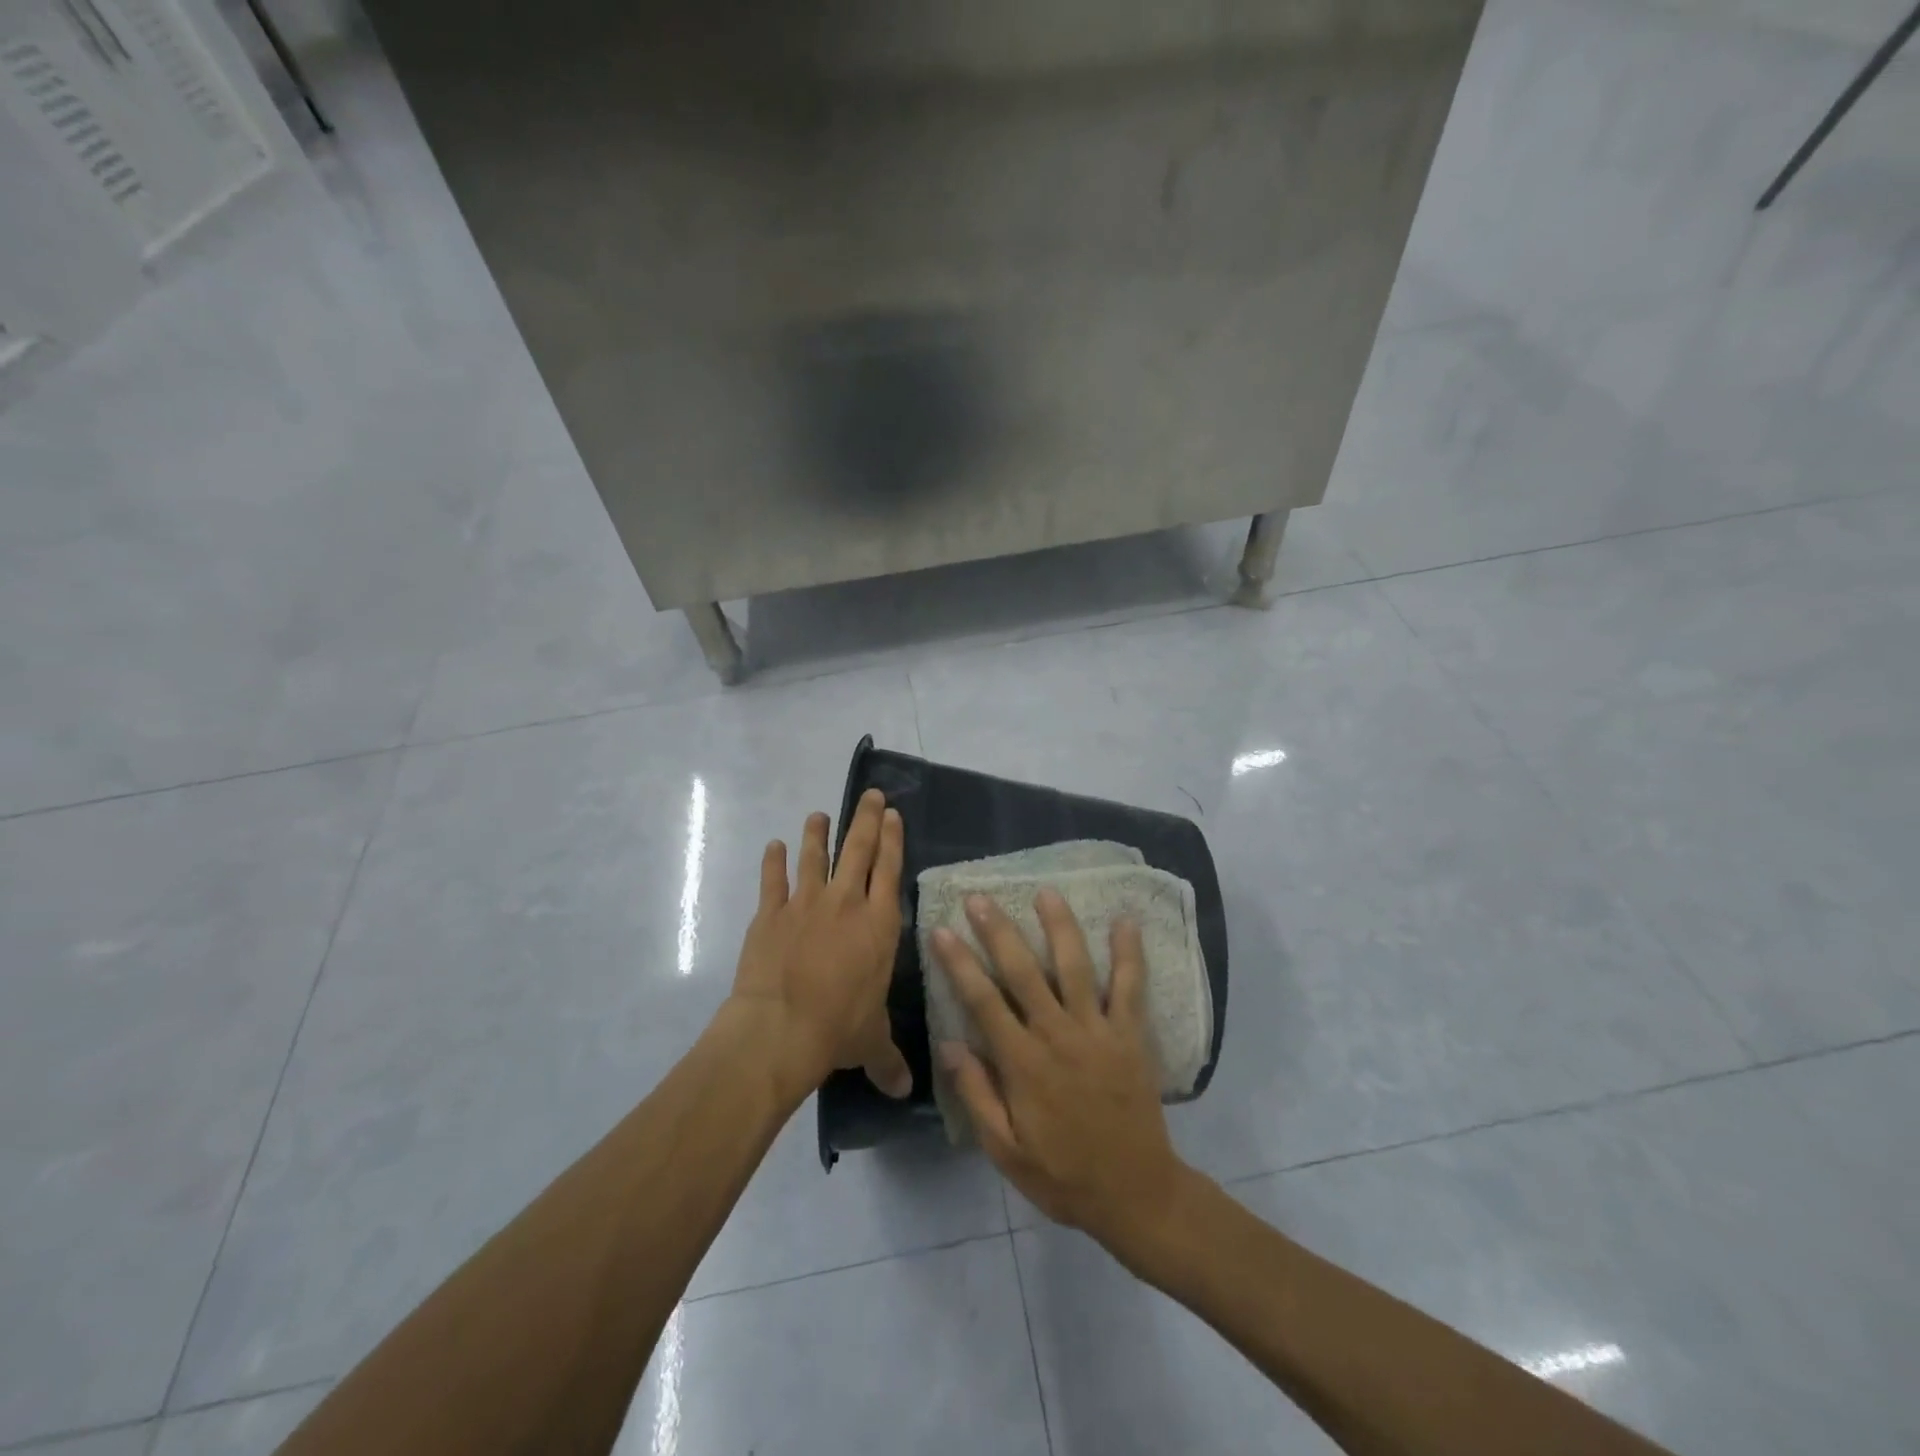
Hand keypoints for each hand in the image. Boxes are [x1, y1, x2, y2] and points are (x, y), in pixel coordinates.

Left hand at [728, 789, 912, 1101]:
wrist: (780, 1028)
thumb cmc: (837, 1028)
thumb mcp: (870, 1043)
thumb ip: (888, 1060)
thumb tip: (906, 1092)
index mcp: (879, 925)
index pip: (890, 870)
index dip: (892, 839)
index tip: (892, 814)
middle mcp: (847, 903)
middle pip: (858, 849)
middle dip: (866, 819)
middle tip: (870, 794)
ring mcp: (806, 903)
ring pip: (814, 856)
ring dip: (817, 832)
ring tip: (819, 813)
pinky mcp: (770, 913)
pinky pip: (773, 879)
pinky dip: (772, 861)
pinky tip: (772, 845)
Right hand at [933, 891, 1194, 1266]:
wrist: (1135, 1194)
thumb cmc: (1063, 1174)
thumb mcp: (1005, 1149)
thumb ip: (976, 1095)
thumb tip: (946, 1044)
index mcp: (1023, 1063)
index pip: (983, 1001)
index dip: (959, 963)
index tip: (942, 930)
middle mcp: (1057, 1035)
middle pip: (1023, 972)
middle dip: (998, 931)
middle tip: (980, 897)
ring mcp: (1098, 1030)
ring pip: (1074, 967)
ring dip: (1059, 927)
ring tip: (1046, 892)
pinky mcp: (1131, 1035)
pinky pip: (1130, 986)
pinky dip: (1128, 953)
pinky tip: (1125, 921)